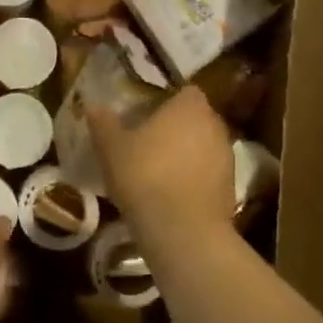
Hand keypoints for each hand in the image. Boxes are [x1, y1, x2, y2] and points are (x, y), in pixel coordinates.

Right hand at [89, 86, 234, 245]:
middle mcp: (215, 126)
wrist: (182, 231)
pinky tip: (172, 193)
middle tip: (149, 140)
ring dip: (187, 153)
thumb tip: (91, 104)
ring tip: (159, 169)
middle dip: (177, 126)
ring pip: (204, 146)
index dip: (167, 99)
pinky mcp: (231, 188)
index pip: (185, 91)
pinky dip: (195, 178)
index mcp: (190, 107)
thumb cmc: (145, 176)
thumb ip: (103, 122)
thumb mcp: (111, 148)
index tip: (147, 112)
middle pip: (196, 118)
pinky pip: (209, 173)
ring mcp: (227, 158)